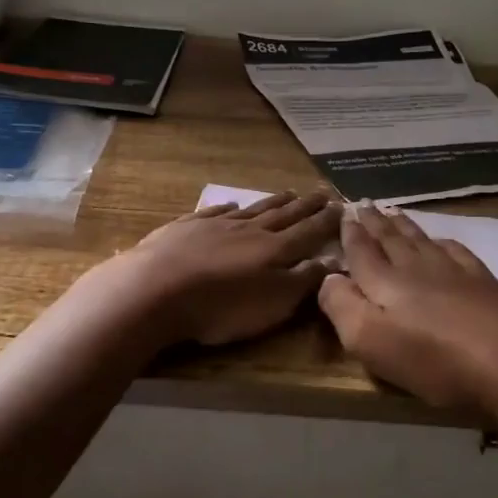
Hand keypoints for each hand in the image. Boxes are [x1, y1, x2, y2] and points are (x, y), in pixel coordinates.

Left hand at [93, 191, 341, 347]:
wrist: (155, 289)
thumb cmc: (220, 305)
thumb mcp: (272, 303)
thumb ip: (303, 281)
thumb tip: (332, 260)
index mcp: (274, 249)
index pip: (308, 231)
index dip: (327, 221)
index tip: (343, 206)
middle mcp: (249, 230)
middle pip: (283, 215)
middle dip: (305, 206)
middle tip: (322, 192)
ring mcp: (215, 225)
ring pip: (252, 210)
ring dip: (273, 202)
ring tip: (289, 193)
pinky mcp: (184, 228)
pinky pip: (213, 213)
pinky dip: (227, 208)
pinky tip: (232, 205)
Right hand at [318, 203, 497, 425]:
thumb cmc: (433, 359)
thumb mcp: (370, 341)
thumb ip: (341, 306)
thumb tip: (327, 277)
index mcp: (385, 282)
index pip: (361, 251)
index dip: (350, 233)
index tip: (343, 212)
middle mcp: (416, 267)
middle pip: (391, 239)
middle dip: (374, 222)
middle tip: (363, 203)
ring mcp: (453, 271)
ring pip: (421, 239)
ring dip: (403, 225)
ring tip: (392, 211)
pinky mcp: (483, 281)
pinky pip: (455, 250)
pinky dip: (441, 240)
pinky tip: (441, 240)